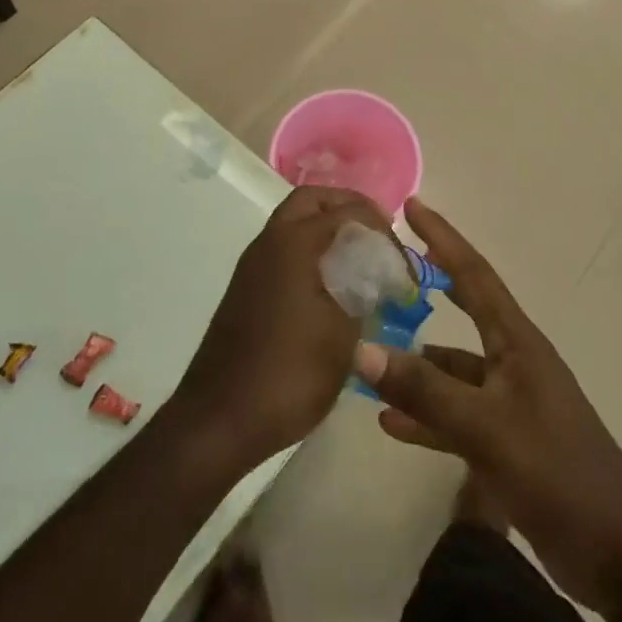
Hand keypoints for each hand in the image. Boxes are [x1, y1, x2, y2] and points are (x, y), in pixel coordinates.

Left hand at [173, 186, 391, 470]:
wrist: (219, 420)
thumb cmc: (290, 373)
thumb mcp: (343, 334)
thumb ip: (364, 291)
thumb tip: (376, 277)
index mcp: (294, 243)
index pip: (347, 210)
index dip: (382, 230)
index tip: (402, 263)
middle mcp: (269, 243)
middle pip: (311, 200)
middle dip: (348, 209)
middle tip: (378, 236)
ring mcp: (252, 266)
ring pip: (294, 224)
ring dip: (328, 230)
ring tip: (362, 262)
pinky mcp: (246, 290)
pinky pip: (284, 251)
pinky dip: (311, 253)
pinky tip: (333, 288)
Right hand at [355, 200, 621, 621]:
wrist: (616, 553)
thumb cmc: (558, 473)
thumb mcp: (487, 428)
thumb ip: (426, 391)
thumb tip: (363, 349)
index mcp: (517, 342)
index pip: (475, 274)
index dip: (444, 238)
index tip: (413, 206)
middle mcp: (512, 361)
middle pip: (464, 309)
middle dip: (429, 283)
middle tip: (387, 265)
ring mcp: (508, 403)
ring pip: (452, 369)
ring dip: (416, 361)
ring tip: (369, 350)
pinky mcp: (503, 442)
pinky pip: (454, 416)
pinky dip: (424, 415)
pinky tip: (387, 422)